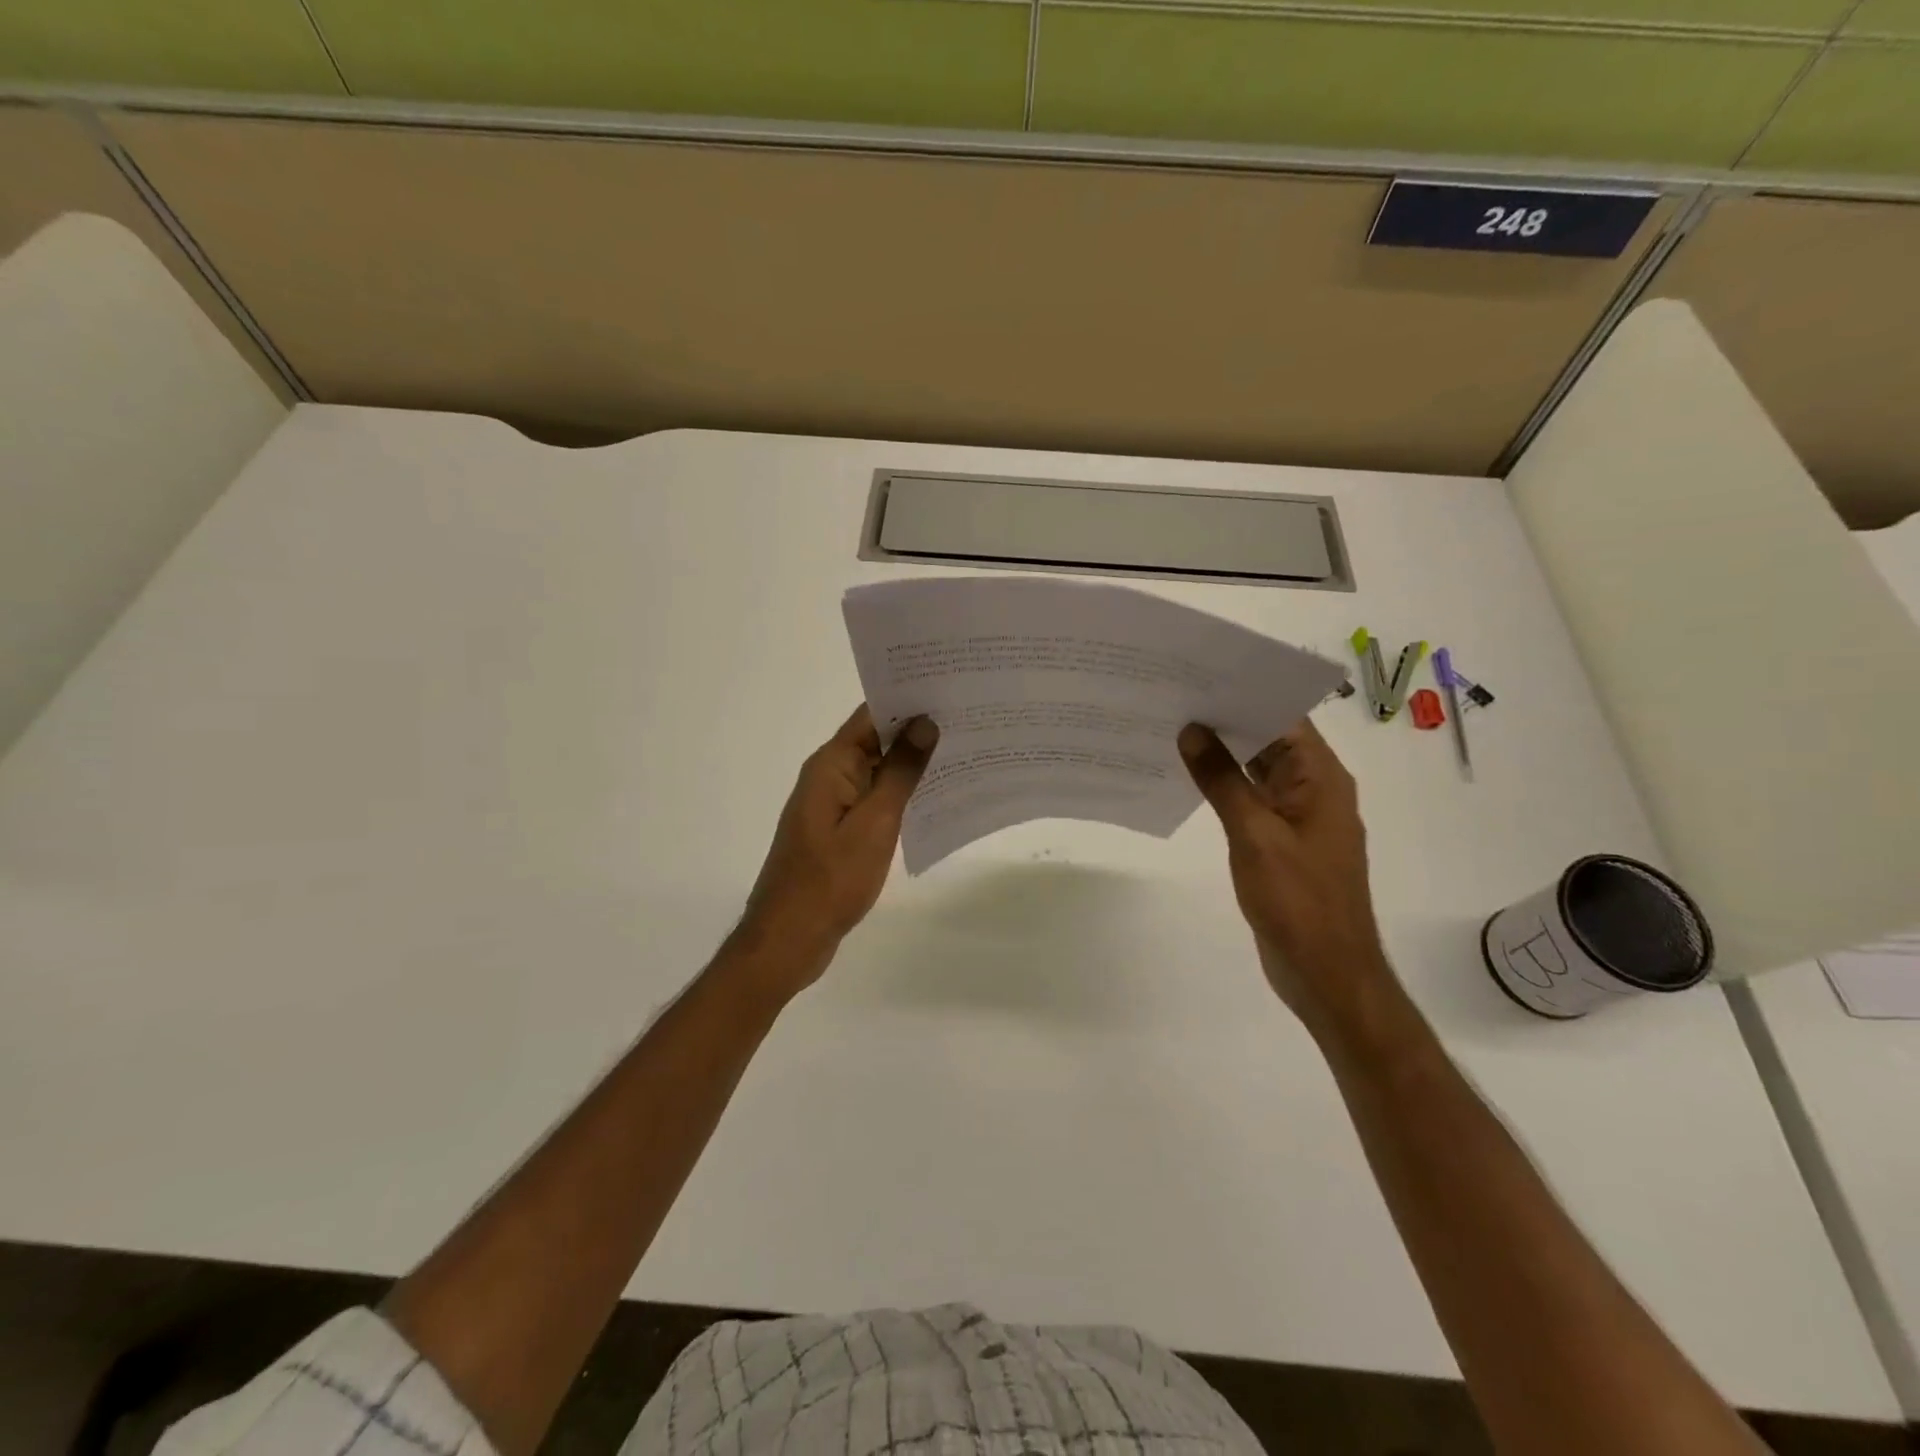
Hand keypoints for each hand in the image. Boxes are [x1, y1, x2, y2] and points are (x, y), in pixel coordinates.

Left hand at [733, 705, 937, 990]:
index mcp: (832, 765)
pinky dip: (901, 795)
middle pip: (876, 739)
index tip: (950, 689)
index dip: (908, 699)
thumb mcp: (874, 823)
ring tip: (964, 753)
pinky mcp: (839, 831)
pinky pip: (874, 800)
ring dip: (913, 764)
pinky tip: (936, 797)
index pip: (871, 715)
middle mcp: (830, 776)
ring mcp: (833, 805)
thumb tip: (924, 722)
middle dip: (917, 730)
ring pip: (878, 771)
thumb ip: (900, 773)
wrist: (789, 939)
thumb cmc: (830, 879)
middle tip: (970, 720)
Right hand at [1179, 717, 1391, 1034]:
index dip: (1245, 693)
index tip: (1199, 677)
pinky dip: (1224, 786)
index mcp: (1321, 778)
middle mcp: (1314, 788)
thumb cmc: (1297, 900)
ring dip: (1223, 753)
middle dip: (1226, 719)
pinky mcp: (1282, 839)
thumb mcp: (1254, 834)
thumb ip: (1222, 780)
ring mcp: (1298, 815)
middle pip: (1271, 739)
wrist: (1325, 972)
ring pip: (1258, 769)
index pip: (1284, 717)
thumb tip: (1192, 731)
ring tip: (1171, 728)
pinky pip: (1252, 798)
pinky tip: (1188, 777)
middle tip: (1173, 698)